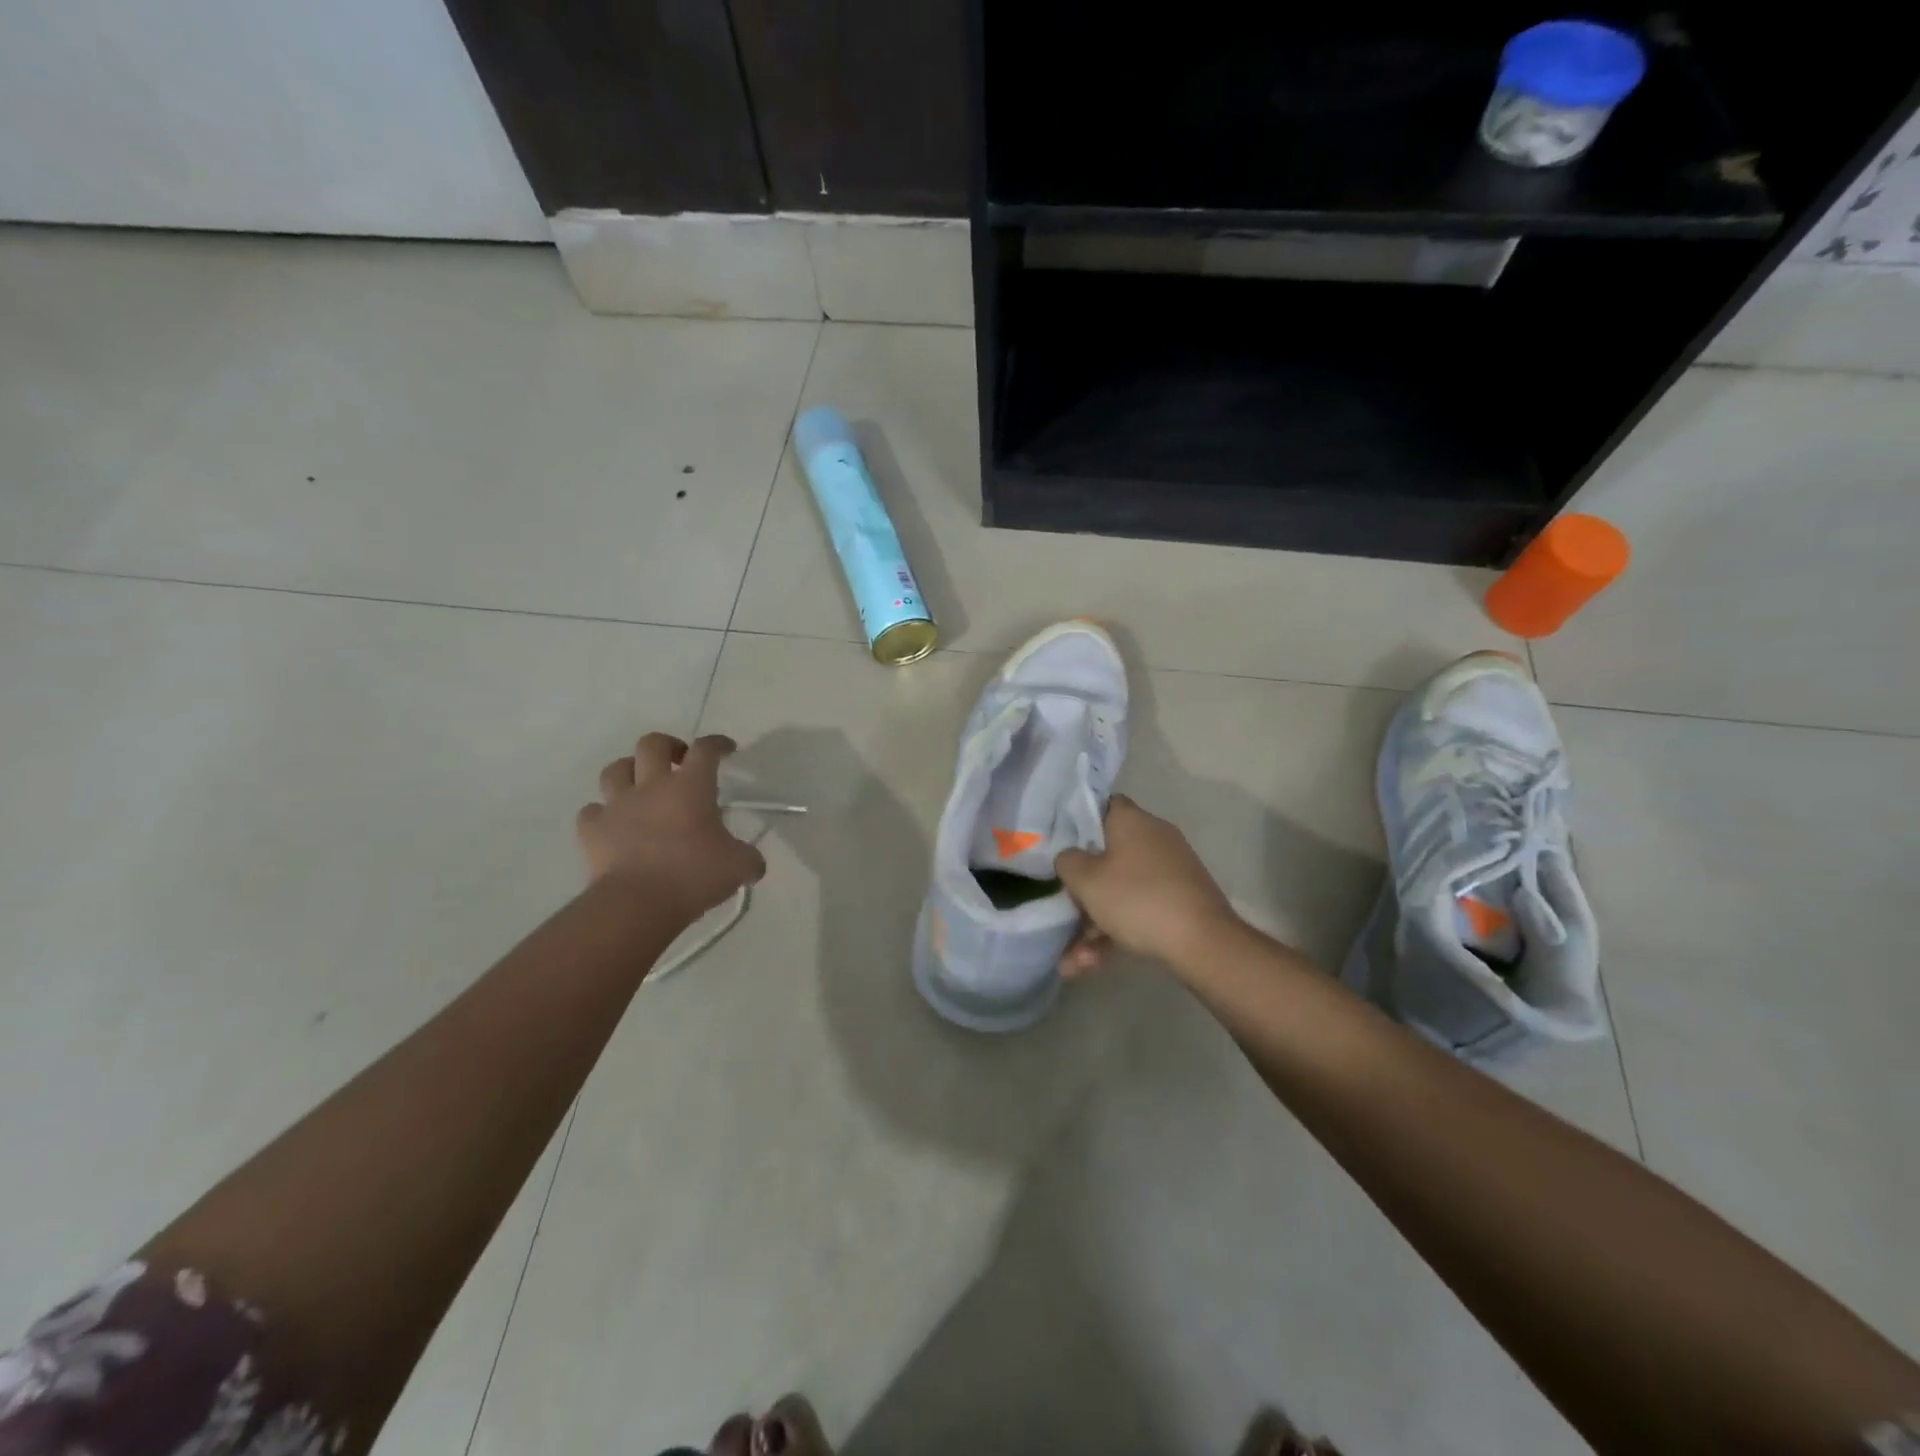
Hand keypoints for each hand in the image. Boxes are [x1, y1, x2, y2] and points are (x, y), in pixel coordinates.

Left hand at [577, 733, 765, 921]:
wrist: (636, 904)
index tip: (726, 749)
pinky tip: (613, 824)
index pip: (705, 749)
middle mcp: (652, 786)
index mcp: (691, 787)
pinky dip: (602, 813)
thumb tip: (754, 865)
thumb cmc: (693, 876)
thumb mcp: (739, 867)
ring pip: (615, 769)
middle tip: (680, 762)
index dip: (717, 744)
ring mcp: (617, 806)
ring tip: (641, 786)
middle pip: (652, 744)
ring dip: (629, 771)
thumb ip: (750, 859)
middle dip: (668, 746)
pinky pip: (592, 811)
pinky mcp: (591, 830)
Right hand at [1055, 795, 1239, 974]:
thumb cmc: (1137, 899)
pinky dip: (1117, 933)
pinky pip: (1139, 909)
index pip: (1101, 805)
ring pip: (1121, 890)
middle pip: (1107, 855)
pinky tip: (1093, 964)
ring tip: (1072, 961)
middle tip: (1062, 910)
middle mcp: (1154, 838)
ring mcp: (1170, 870)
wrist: (1202, 942)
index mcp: (1132, 821)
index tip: (1059, 843)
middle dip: (1082, 890)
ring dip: (1094, 924)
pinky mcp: (1180, 900)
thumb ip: (1068, 861)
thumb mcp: (1086, 880)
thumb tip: (1071, 857)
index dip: (1077, 821)